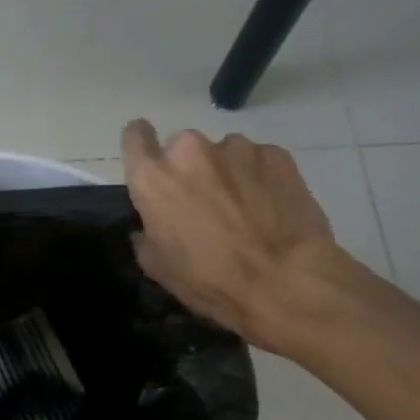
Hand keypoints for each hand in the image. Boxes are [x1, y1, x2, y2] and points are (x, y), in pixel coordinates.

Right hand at [121, 120, 352, 354]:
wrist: (284, 284)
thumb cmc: (210, 280)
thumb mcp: (158, 266)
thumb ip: (145, 232)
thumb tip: (149, 223)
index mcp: (154, 177)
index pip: (135, 135)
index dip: (142, 146)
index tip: (152, 162)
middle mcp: (190, 150)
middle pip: (182, 147)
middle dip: (190, 169)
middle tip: (205, 202)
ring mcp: (236, 147)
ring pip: (223, 153)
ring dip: (227, 173)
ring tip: (245, 209)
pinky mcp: (276, 154)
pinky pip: (258, 160)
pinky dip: (260, 178)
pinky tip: (272, 208)